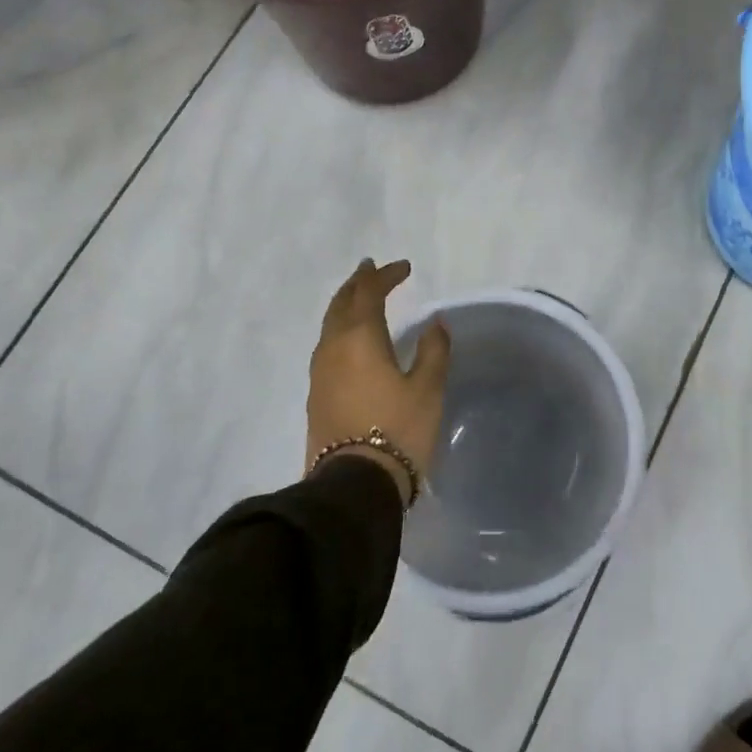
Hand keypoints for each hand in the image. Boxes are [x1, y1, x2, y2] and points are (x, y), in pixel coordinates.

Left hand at [306, 259, 451, 505]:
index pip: (369, 293)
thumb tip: (435, 322)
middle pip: (341, 303)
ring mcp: (319, 372)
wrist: (354, 485)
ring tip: (361, 298)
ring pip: (330, 324)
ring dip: (346, 305)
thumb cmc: (398, 430)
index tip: (405, 267)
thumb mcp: (428, 389)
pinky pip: (327, 346)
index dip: (386, 275)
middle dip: (358, 283)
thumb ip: (434, 350)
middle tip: (372, 269)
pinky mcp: (316, 395)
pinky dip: (340, 330)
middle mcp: (333, 347)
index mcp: (359, 338)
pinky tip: (351, 340)